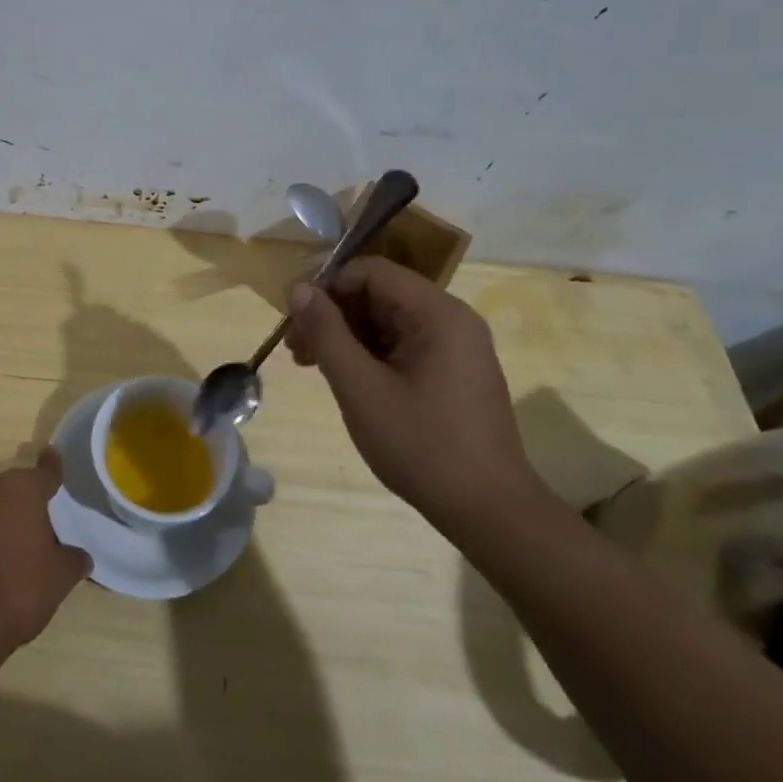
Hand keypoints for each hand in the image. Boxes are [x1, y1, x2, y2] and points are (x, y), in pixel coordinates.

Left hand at [0, 448, 89, 651]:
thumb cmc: (18, 588)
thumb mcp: (59, 577)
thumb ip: (73, 560)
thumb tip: (79, 557)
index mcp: (21, 489)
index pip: (45, 472)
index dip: (52, 467)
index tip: (52, 455)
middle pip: (13, 491)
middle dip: (24, 505)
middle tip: (39, 532)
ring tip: (11, 556)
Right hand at [285, 256, 536, 524]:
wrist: (488, 510)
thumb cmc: (420, 444)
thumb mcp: (359, 387)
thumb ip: (326, 332)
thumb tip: (298, 288)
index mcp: (437, 313)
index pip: (370, 272)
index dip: (327, 286)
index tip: (294, 316)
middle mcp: (451, 319)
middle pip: (378, 294)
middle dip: (332, 314)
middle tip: (295, 347)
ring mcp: (455, 347)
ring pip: (386, 320)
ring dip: (345, 335)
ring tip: (310, 364)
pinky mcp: (453, 371)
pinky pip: (402, 344)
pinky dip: (368, 354)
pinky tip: (343, 377)